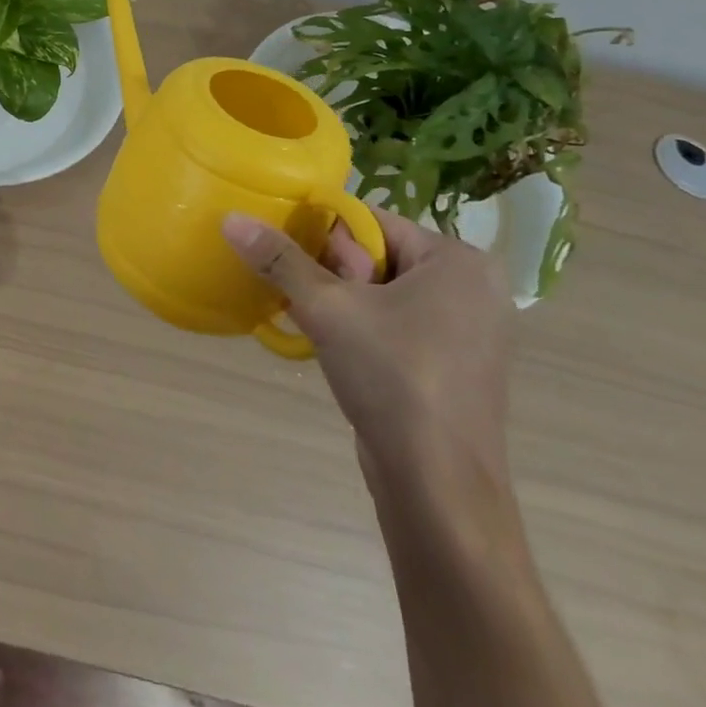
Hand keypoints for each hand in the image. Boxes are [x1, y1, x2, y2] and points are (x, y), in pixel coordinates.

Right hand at [222, 206, 514, 489]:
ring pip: (386, 293)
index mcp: (458, 260)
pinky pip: (400, 325)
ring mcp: (472, 331)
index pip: (373, 222)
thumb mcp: (328, 309)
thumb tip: (231, 218)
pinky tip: (338, 351)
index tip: (297, 265)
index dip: (326, 238)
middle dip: (334, 275)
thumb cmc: (393, 378)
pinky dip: (365, 329)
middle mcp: (474, 287)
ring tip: (316, 325)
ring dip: (344, 304)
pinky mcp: (459, 367)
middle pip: (379, 256)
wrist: (439, 488)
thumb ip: (280, 259)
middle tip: (314, 306)